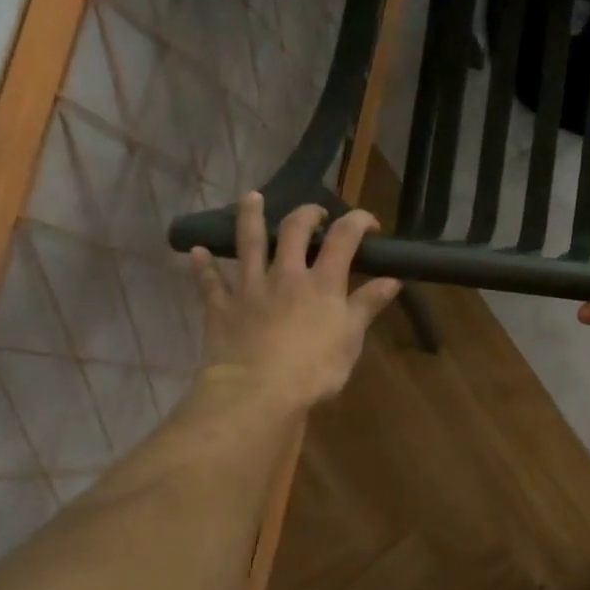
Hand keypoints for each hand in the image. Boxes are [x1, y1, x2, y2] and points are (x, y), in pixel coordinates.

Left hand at [189, 195, 400, 409]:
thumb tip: (392, 280)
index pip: (343, 238)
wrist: (258, 391)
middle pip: (294, 230)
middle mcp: (286, 274)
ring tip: (251, 198)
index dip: (358, 221)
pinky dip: (203, 266)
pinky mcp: (221, 307)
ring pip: (248, 244)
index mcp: (322, 282)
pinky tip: (197, 251)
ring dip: (249, 218)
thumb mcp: (351, 339)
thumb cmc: (315, 368)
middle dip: (306, 214)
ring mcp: (250, 288)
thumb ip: (368, 305)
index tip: (369, 223)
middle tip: (314, 213)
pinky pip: (210, 282)